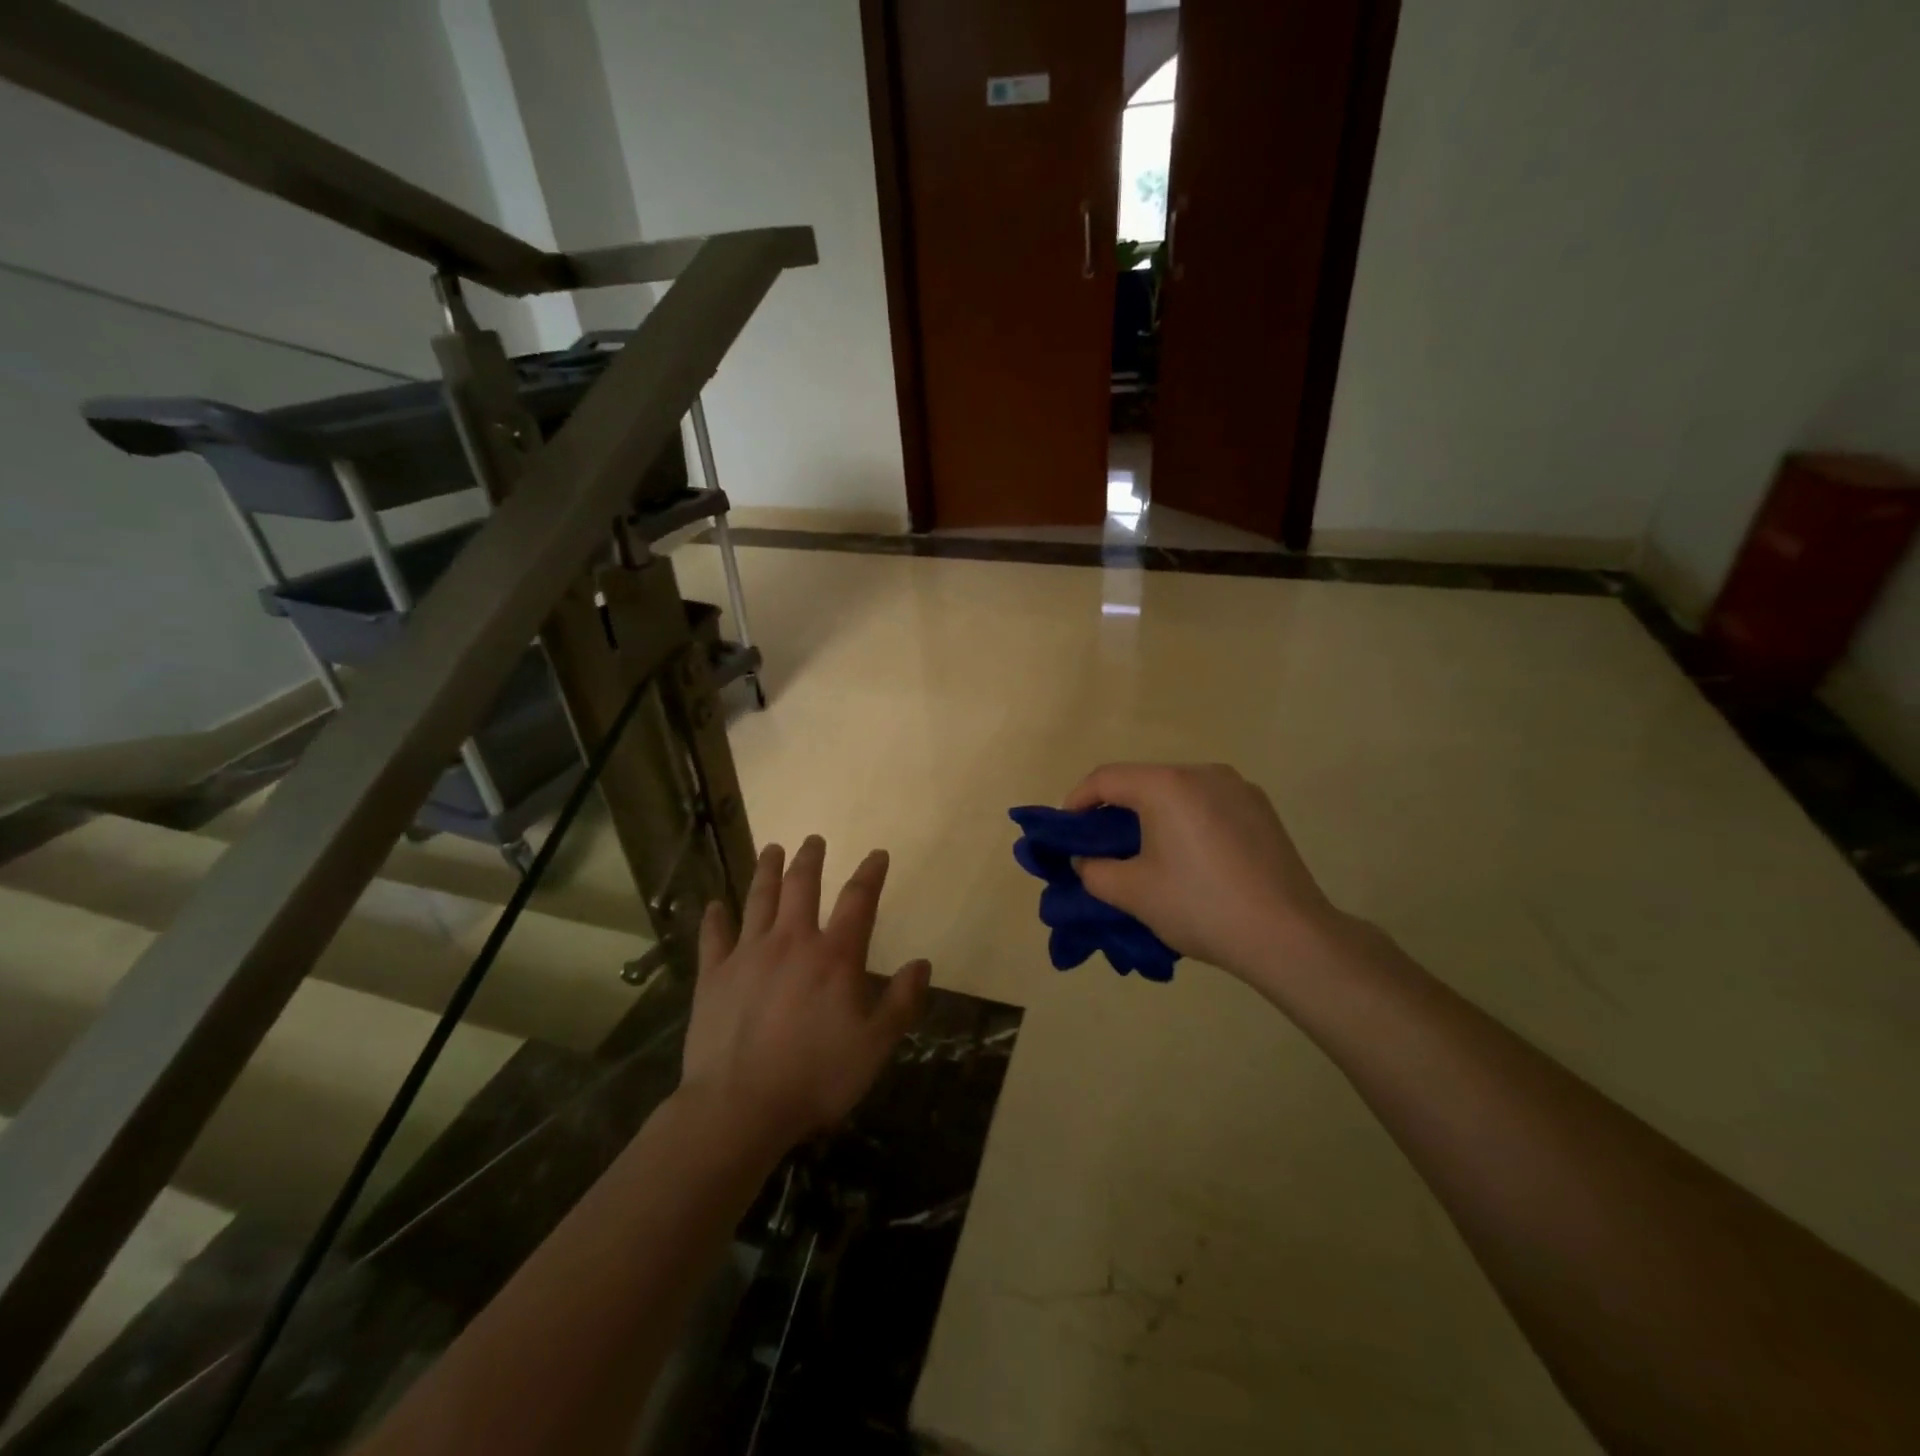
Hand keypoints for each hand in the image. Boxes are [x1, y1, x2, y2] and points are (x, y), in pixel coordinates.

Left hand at [680, 836, 931, 1154]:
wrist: (739, 1107)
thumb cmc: (816, 1076)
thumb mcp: (876, 1045)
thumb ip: (902, 1001)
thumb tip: (922, 964)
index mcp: (834, 956)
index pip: (859, 900)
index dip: (870, 873)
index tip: (877, 854)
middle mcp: (791, 942)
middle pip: (801, 887)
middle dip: (810, 859)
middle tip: (813, 840)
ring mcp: (748, 955)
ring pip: (759, 899)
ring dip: (767, 871)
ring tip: (771, 849)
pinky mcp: (714, 976)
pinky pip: (714, 937)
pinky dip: (715, 917)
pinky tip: (714, 904)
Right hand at [1063, 763, 1341, 981]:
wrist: (1288, 936)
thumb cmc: (1200, 906)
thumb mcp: (1132, 893)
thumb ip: (1094, 870)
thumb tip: (1086, 860)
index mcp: (1167, 785)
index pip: (1106, 778)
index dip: (1076, 801)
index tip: (1065, 831)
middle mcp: (1203, 773)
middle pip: (1143, 782)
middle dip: (1115, 810)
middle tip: (1101, 847)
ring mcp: (1238, 788)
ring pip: (1178, 793)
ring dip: (1152, 816)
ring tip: (1145, 855)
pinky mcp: (1261, 810)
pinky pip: (1208, 805)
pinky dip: (1186, 821)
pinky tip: (1190, 859)